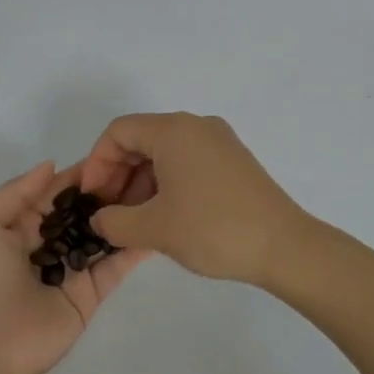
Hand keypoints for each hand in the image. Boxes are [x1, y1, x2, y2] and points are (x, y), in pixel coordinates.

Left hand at [0, 161, 145, 373]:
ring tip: (158, 187)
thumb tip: (52, 164)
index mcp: (20, 225)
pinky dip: (134, 247)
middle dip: (109, 191)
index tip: (113, 152)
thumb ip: (18, 192)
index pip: (57, 192)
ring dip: (125, 213)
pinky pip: (115, 266)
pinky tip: (156, 223)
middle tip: (145, 166)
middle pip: (84, 211)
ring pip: (103, 235)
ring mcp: (72, 270)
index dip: (82, 174)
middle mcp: (49, 244)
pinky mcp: (91, 295)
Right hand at [79, 113, 309, 286]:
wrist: (284, 246)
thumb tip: (100, 219)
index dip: (96, 163)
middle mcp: (197, 127)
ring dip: (141, 183)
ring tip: (132, 221)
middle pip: (141, 139)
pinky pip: (187, 163)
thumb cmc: (213, 229)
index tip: (90, 198)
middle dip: (117, 174)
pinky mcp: (234, 162)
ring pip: (165, 154)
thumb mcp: (154, 228)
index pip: (119, 132)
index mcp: (175, 130)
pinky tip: (163, 217)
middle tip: (107, 212)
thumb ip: (114, 222)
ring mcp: (220, 143)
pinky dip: (167, 184)